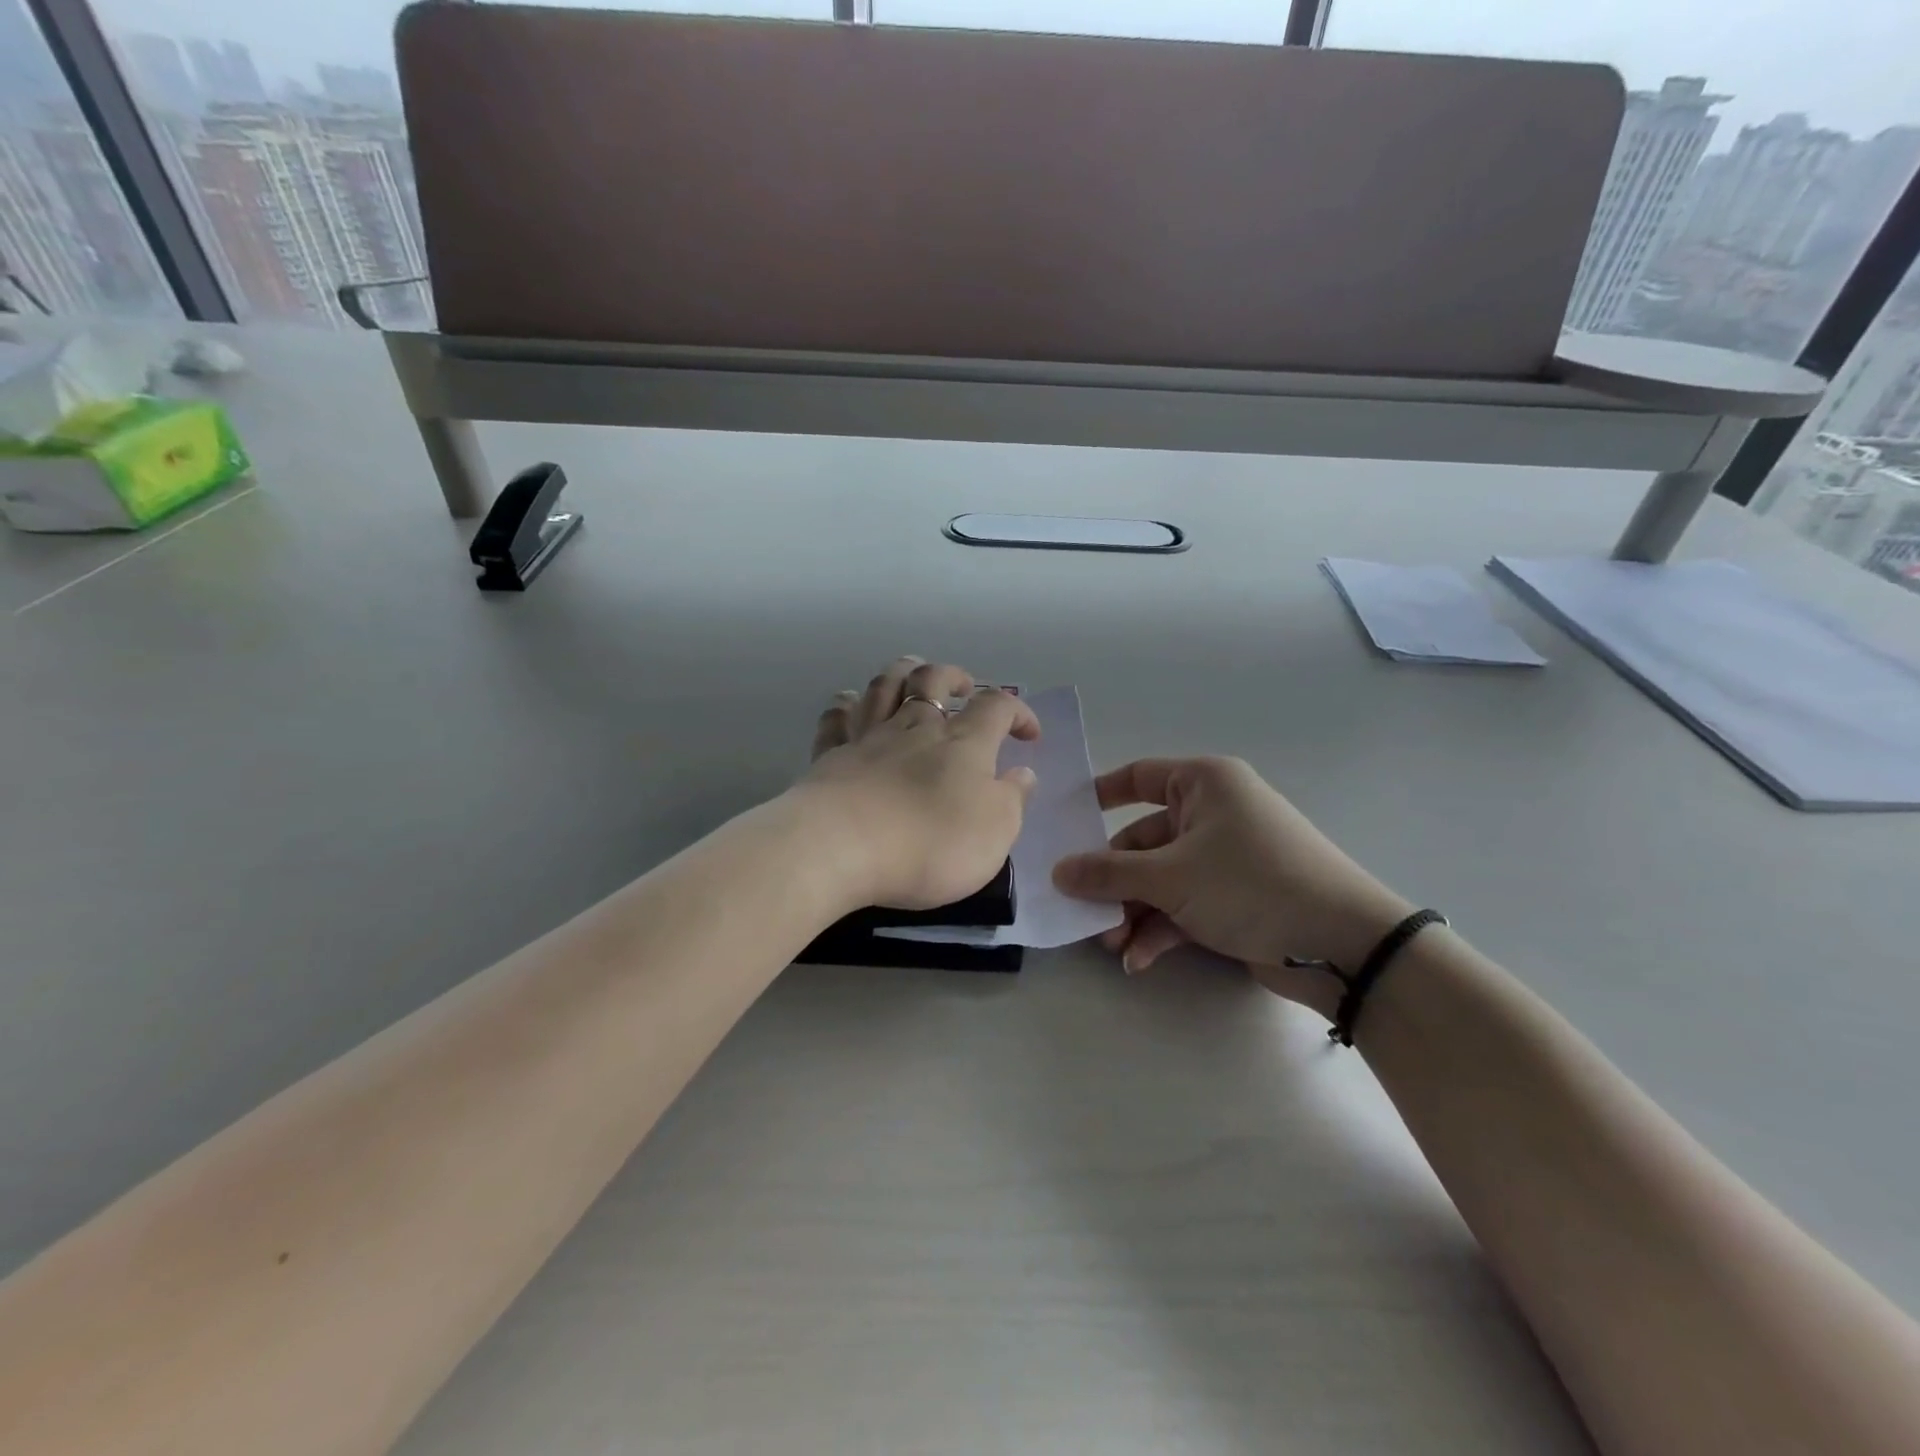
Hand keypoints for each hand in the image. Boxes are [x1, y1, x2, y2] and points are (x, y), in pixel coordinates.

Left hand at [797, 657, 1039, 910]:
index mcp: (962, 743)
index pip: (997, 707)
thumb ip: (1012, 799)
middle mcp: (915, 727)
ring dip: (902, 673)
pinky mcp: (830, 756)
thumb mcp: (994, 832)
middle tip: (964, 688)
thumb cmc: (931, 842)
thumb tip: (1023, 774)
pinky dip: (845, 706)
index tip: (1028, 734)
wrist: (842, 846)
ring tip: (911, 675)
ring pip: (884, 686)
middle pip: (932, 679)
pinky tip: (848, 704)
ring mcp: (868, 737)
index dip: (1017, 711)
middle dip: (953, 676)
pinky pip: (836, 718)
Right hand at [1051, 757, 1413, 1007]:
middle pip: (1142, 840)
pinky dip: (1160, 929)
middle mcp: (1213, 814)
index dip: (1099, 796)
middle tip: (1084, 911)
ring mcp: (1224, 859)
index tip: (1064, 822)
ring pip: (1160, 878)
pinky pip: (1183, 904)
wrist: (1343, 945)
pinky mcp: (1234, 898)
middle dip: (1114, 881)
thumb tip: (1058, 872)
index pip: (1138, 777)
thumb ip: (1108, 874)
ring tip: (1111, 944)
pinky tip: (1139, 959)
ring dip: (1132, 910)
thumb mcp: (1171, 876)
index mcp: (1202, 784)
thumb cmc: (1250, 883)